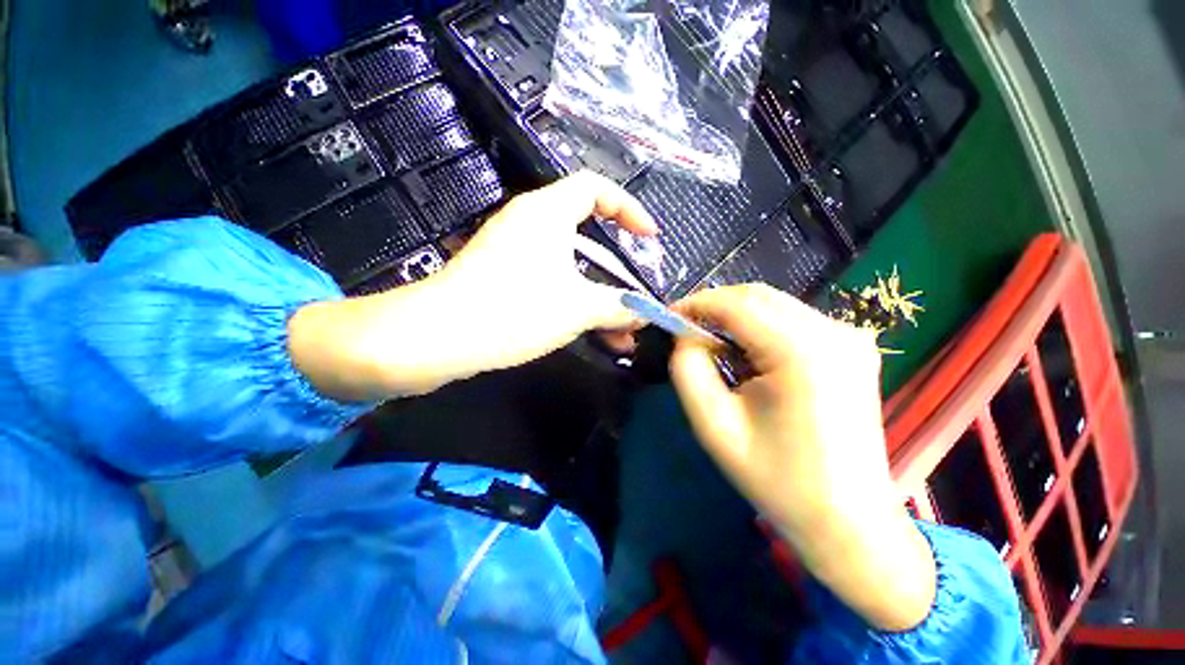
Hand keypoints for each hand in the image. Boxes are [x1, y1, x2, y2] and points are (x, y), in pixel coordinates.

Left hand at [288, 171, 655, 399]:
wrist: (439, 338)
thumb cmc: (515, 309)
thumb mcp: (578, 307)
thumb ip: (619, 306)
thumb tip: (646, 312)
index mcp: (548, 213)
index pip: (596, 187)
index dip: (628, 207)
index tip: (650, 237)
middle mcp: (530, 225)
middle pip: (587, 235)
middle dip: (617, 268)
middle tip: (636, 291)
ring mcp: (515, 254)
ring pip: (571, 269)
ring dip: (599, 298)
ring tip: (623, 331)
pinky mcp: (505, 281)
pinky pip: (552, 285)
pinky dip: (575, 305)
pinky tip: (593, 336)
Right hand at [669, 284, 935, 631]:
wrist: (848, 522)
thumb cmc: (777, 479)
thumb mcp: (714, 425)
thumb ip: (688, 369)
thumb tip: (685, 336)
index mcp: (801, 351)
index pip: (736, 303)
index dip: (696, 303)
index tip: (667, 316)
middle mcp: (833, 332)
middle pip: (757, 297)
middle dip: (714, 306)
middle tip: (684, 329)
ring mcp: (849, 338)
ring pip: (774, 305)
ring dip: (735, 317)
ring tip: (710, 344)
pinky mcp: (851, 349)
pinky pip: (792, 321)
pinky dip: (759, 328)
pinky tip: (746, 355)